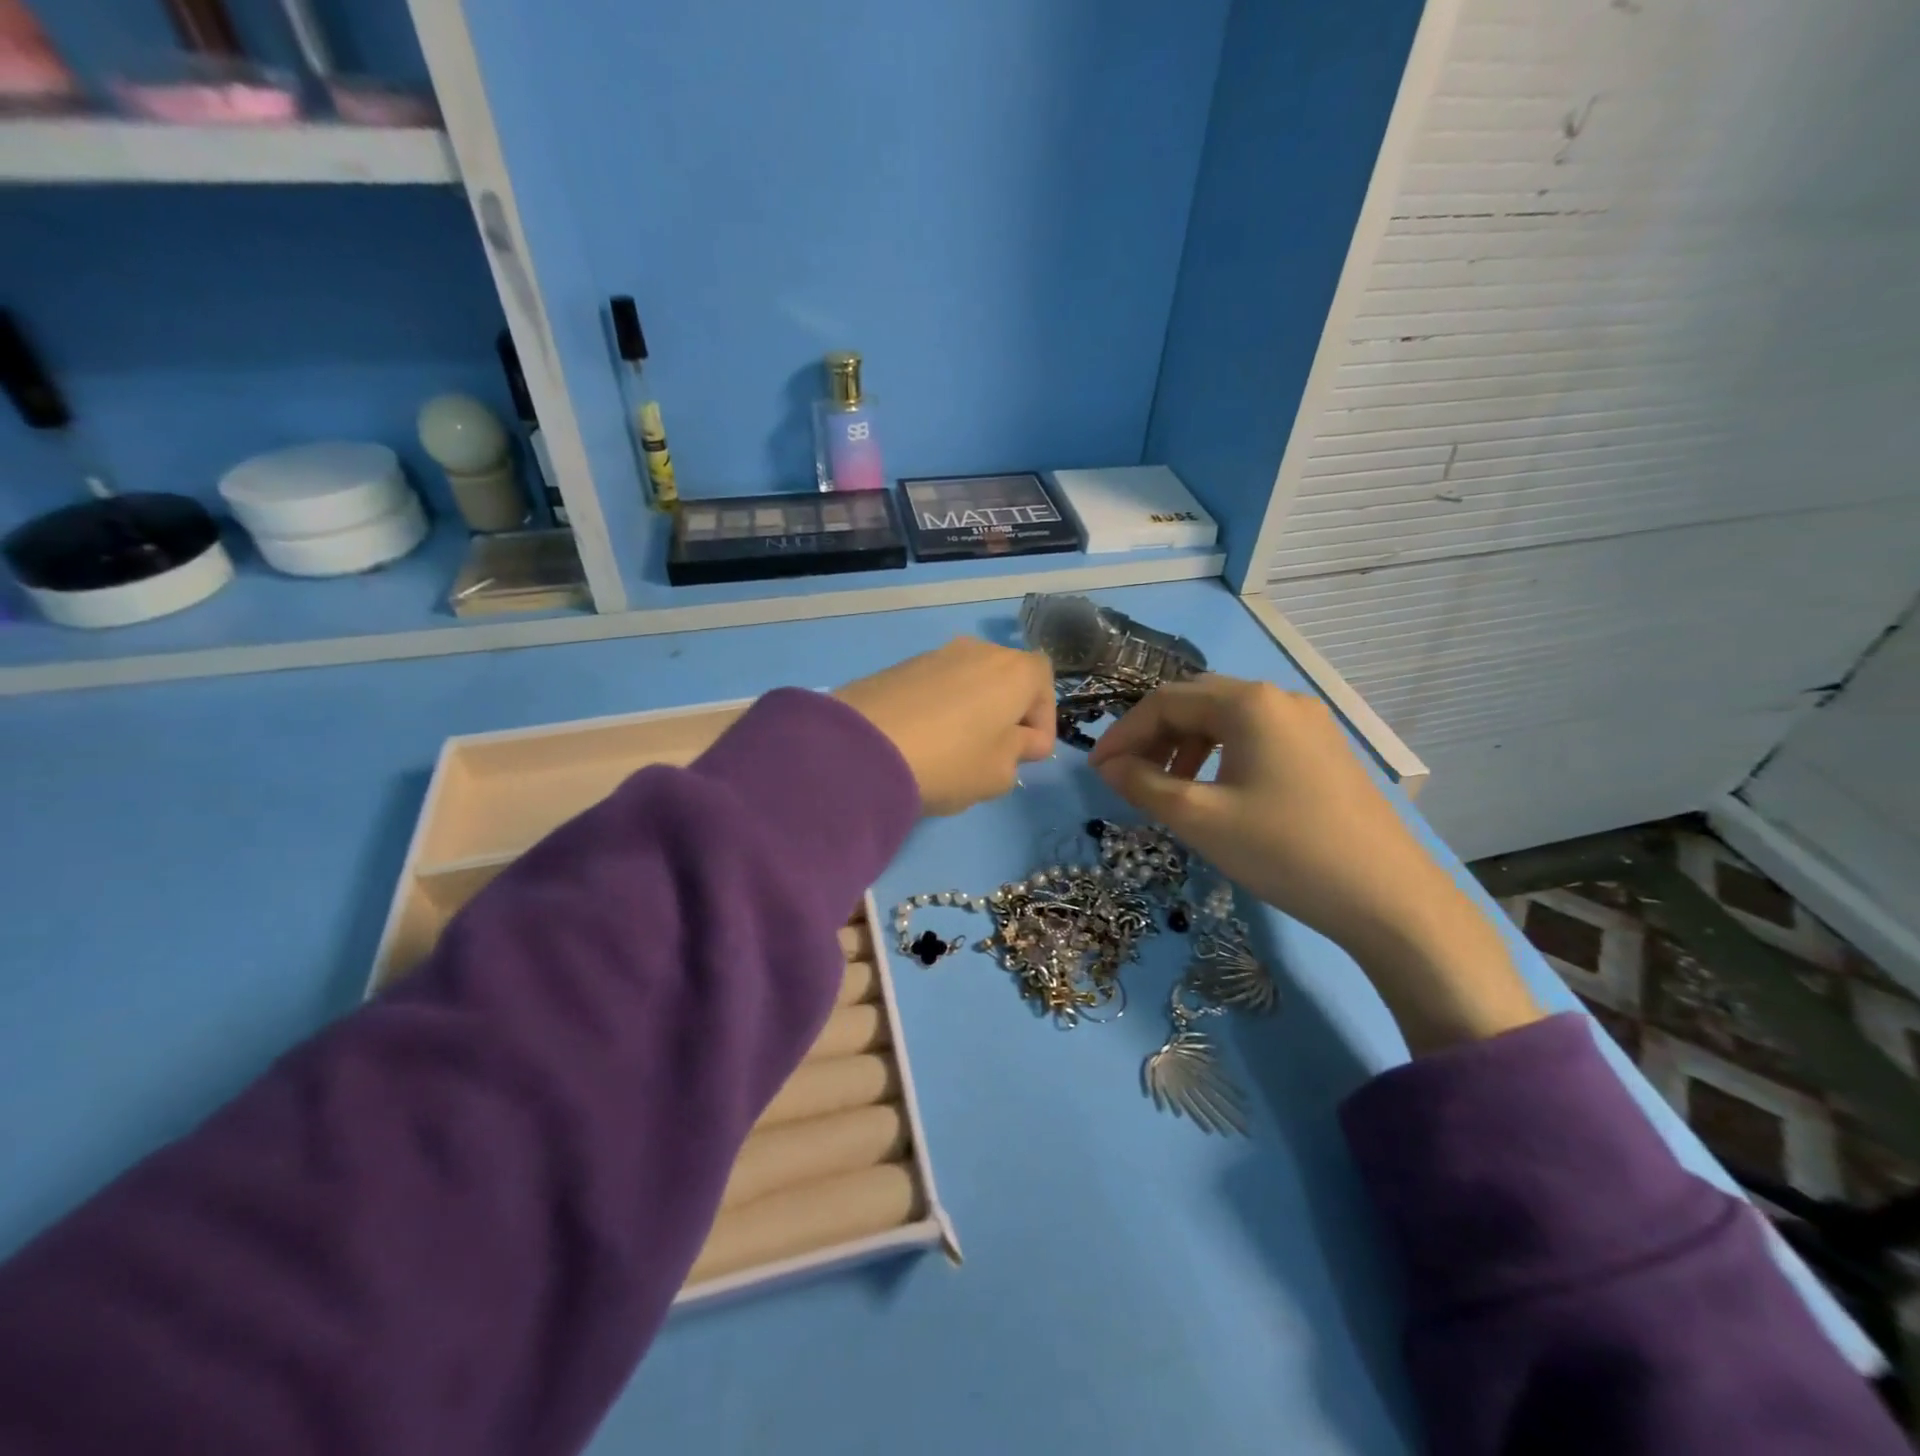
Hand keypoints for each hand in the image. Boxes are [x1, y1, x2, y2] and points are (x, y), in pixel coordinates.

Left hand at [835, 638, 1056, 816]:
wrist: (863, 748)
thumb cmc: (950, 761)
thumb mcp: (999, 773)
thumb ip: (1020, 753)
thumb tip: (1020, 739)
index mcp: (1015, 670)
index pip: (1044, 683)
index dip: (1043, 720)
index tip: (1029, 753)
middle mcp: (979, 650)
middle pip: (1006, 678)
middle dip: (1007, 713)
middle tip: (995, 752)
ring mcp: (936, 654)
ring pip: (970, 681)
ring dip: (972, 709)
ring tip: (956, 748)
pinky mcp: (900, 666)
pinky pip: (936, 686)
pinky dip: (940, 708)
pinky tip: (924, 740)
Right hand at [1089, 675, 1541, 1053]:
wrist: (1387, 898)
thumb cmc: (1283, 850)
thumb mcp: (1199, 818)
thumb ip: (1143, 784)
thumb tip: (1108, 766)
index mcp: (1248, 703)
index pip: (1164, 702)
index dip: (1123, 734)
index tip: (1097, 772)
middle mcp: (1279, 698)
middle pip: (1195, 702)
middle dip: (1153, 736)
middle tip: (1127, 777)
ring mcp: (1307, 723)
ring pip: (1226, 720)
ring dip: (1185, 745)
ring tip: (1166, 787)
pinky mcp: (1323, 750)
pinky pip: (1255, 738)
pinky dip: (1220, 755)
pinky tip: (1214, 791)